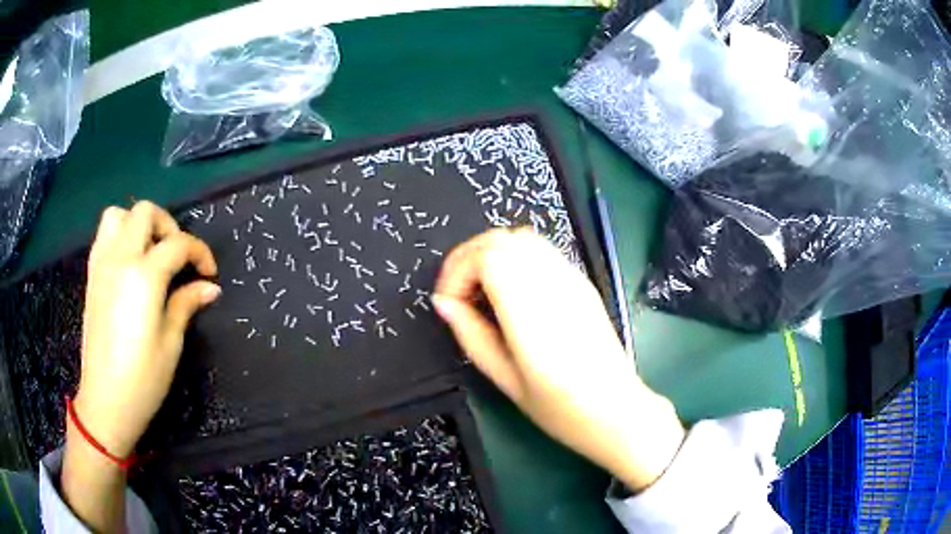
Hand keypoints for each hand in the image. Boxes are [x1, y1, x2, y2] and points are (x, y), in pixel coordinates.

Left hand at [63, 201, 218, 531]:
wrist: (105, 401)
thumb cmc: (143, 379)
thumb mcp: (171, 344)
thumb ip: (186, 304)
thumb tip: (209, 287)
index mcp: (144, 276)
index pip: (178, 243)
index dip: (199, 252)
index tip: (210, 273)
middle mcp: (120, 259)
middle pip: (145, 212)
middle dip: (168, 226)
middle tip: (177, 256)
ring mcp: (102, 265)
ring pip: (118, 215)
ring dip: (138, 224)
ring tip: (150, 252)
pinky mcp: (92, 276)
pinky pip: (104, 236)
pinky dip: (120, 236)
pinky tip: (129, 264)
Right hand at [434, 228, 683, 490]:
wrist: (616, 410)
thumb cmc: (560, 408)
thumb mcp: (505, 380)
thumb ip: (471, 335)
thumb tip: (443, 303)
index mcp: (533, 313)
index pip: (488, 257)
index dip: (457, 272)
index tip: (449, 303)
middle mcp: (554, 285)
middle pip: (501, 239)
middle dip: (467, 258)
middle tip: (457, 293)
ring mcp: (572, 279)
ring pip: (522, 237)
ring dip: (491, 253)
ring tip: (480, 289)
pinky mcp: (582, 281)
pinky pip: (541, 249)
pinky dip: (514, 256)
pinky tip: (509, 289)